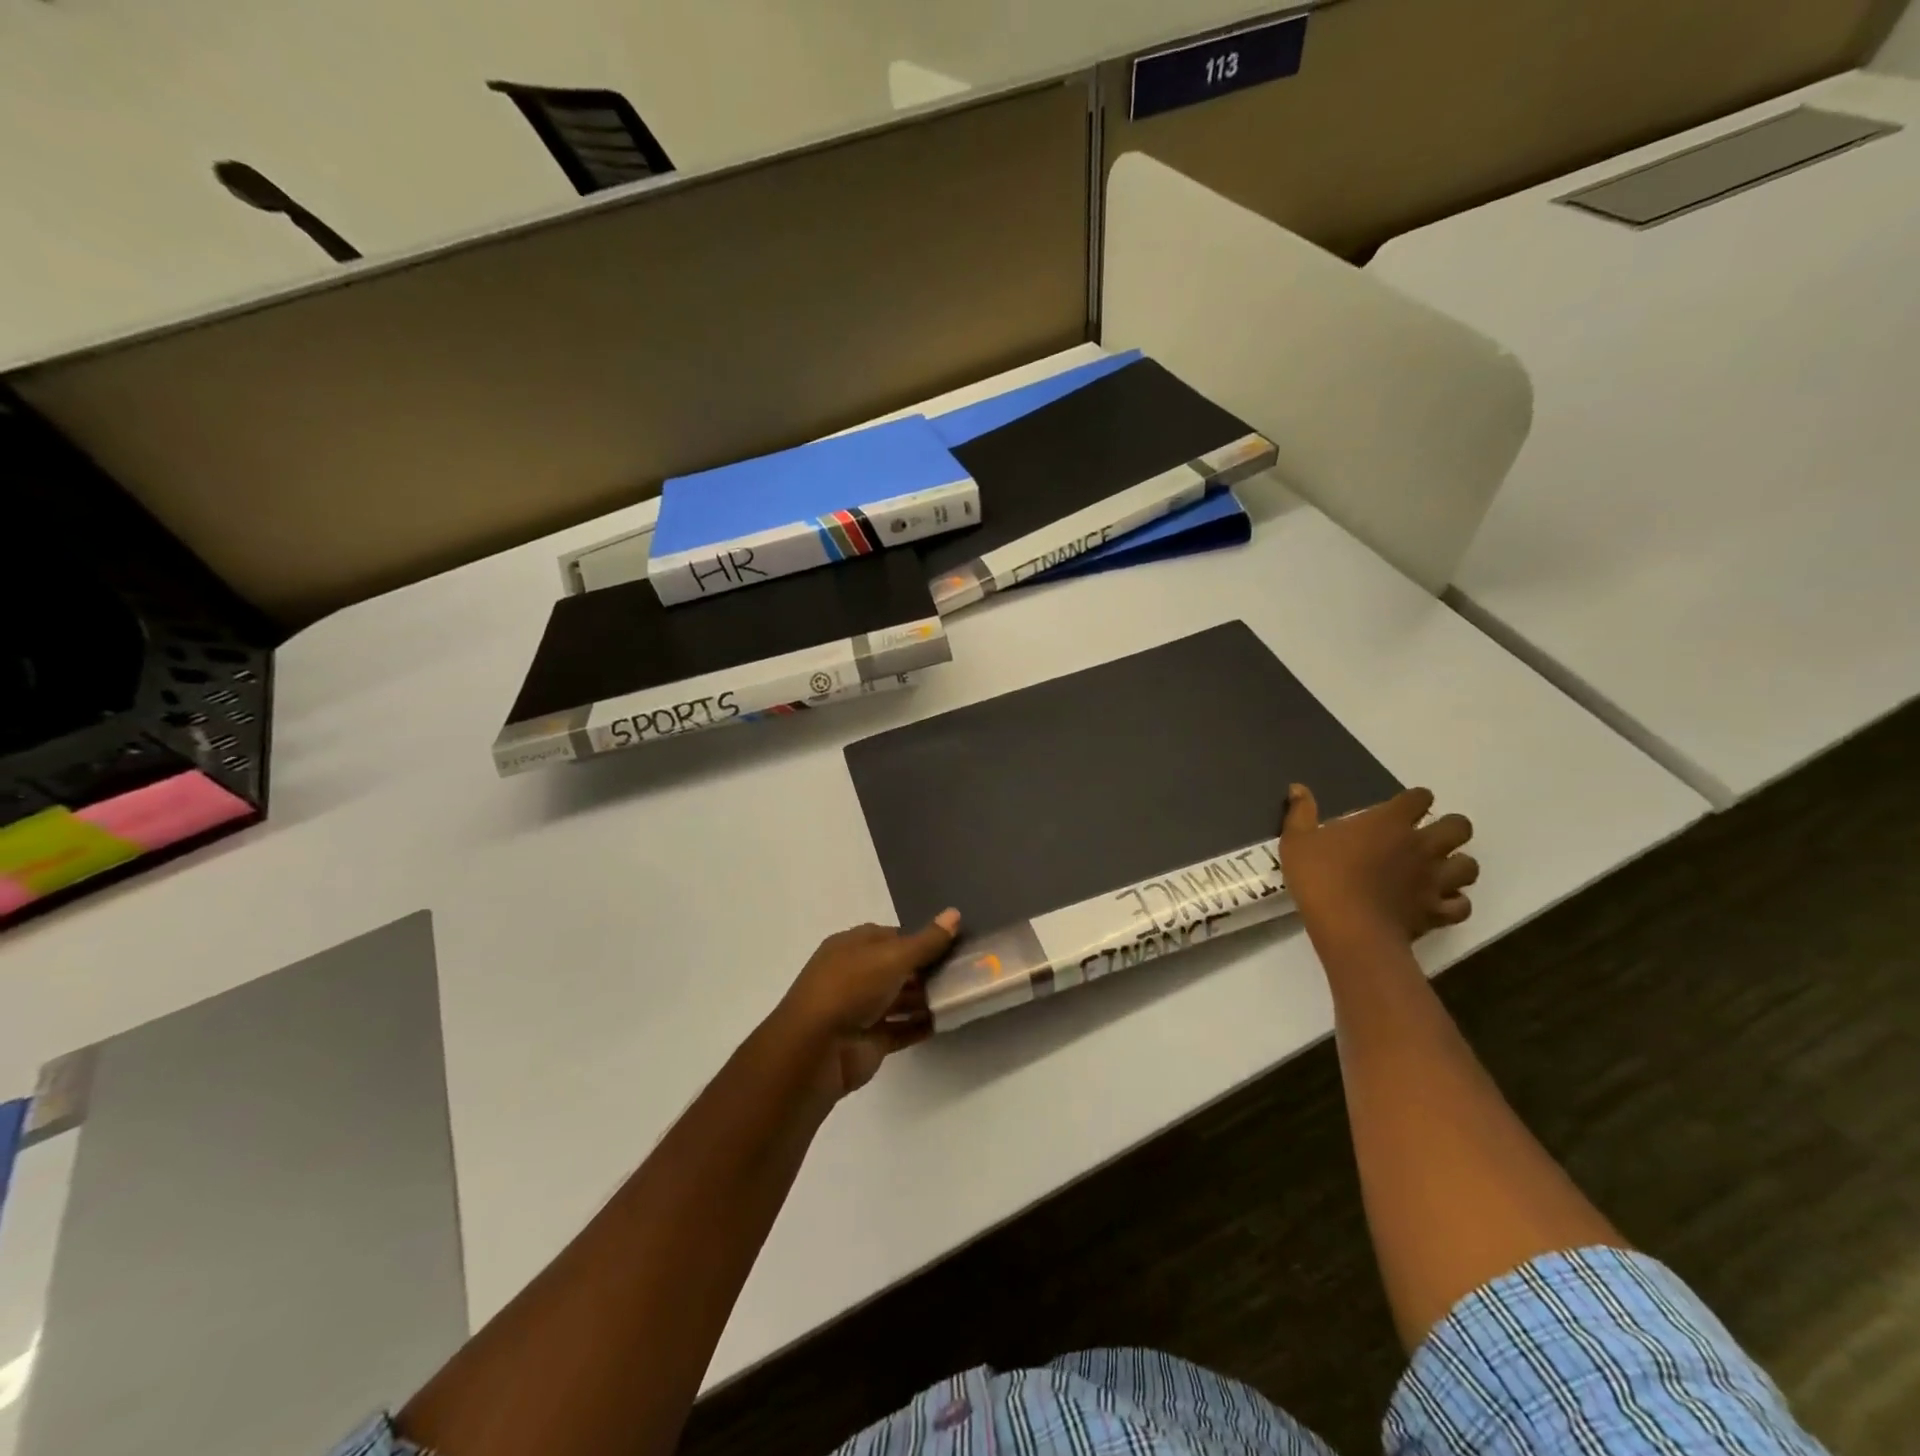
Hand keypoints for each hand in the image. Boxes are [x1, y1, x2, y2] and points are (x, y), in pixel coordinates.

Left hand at [774, 909, 960, 1100]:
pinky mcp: (870, 1040)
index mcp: (852, 946)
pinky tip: (948, 1020)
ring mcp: (862, 1009)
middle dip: (927, 969)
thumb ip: (926, 941)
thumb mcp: (892, 957)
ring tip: (963, 994)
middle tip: (966, 969)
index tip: (953, 942)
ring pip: (900, 999)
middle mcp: (855, 975)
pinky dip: (921, 1025)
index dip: (920, 938)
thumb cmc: (851, 988)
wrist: (816, 1050)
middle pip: (897, 968)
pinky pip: (901, 1029)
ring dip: (927, 997)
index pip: (891, 936)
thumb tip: (954, 913)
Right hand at [1280, 784, 1476, 945]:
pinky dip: (1453, 902)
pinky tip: (1437, 902)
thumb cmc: (1320, 877)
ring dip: (1457, 865)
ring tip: (1438, 870)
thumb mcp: (1297, 840)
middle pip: (1459, 827)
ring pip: (1469, 865)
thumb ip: (1300, 812)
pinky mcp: (1438, 911)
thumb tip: (1298, 787)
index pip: (1420, 797)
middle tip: (1428, 837)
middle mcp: (1421, 845)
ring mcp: (1434, 879)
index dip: (1415, 800)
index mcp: (1389, 822)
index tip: (1402, 808)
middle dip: (1450, 828)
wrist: (1349, 928)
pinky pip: (1461, 905)